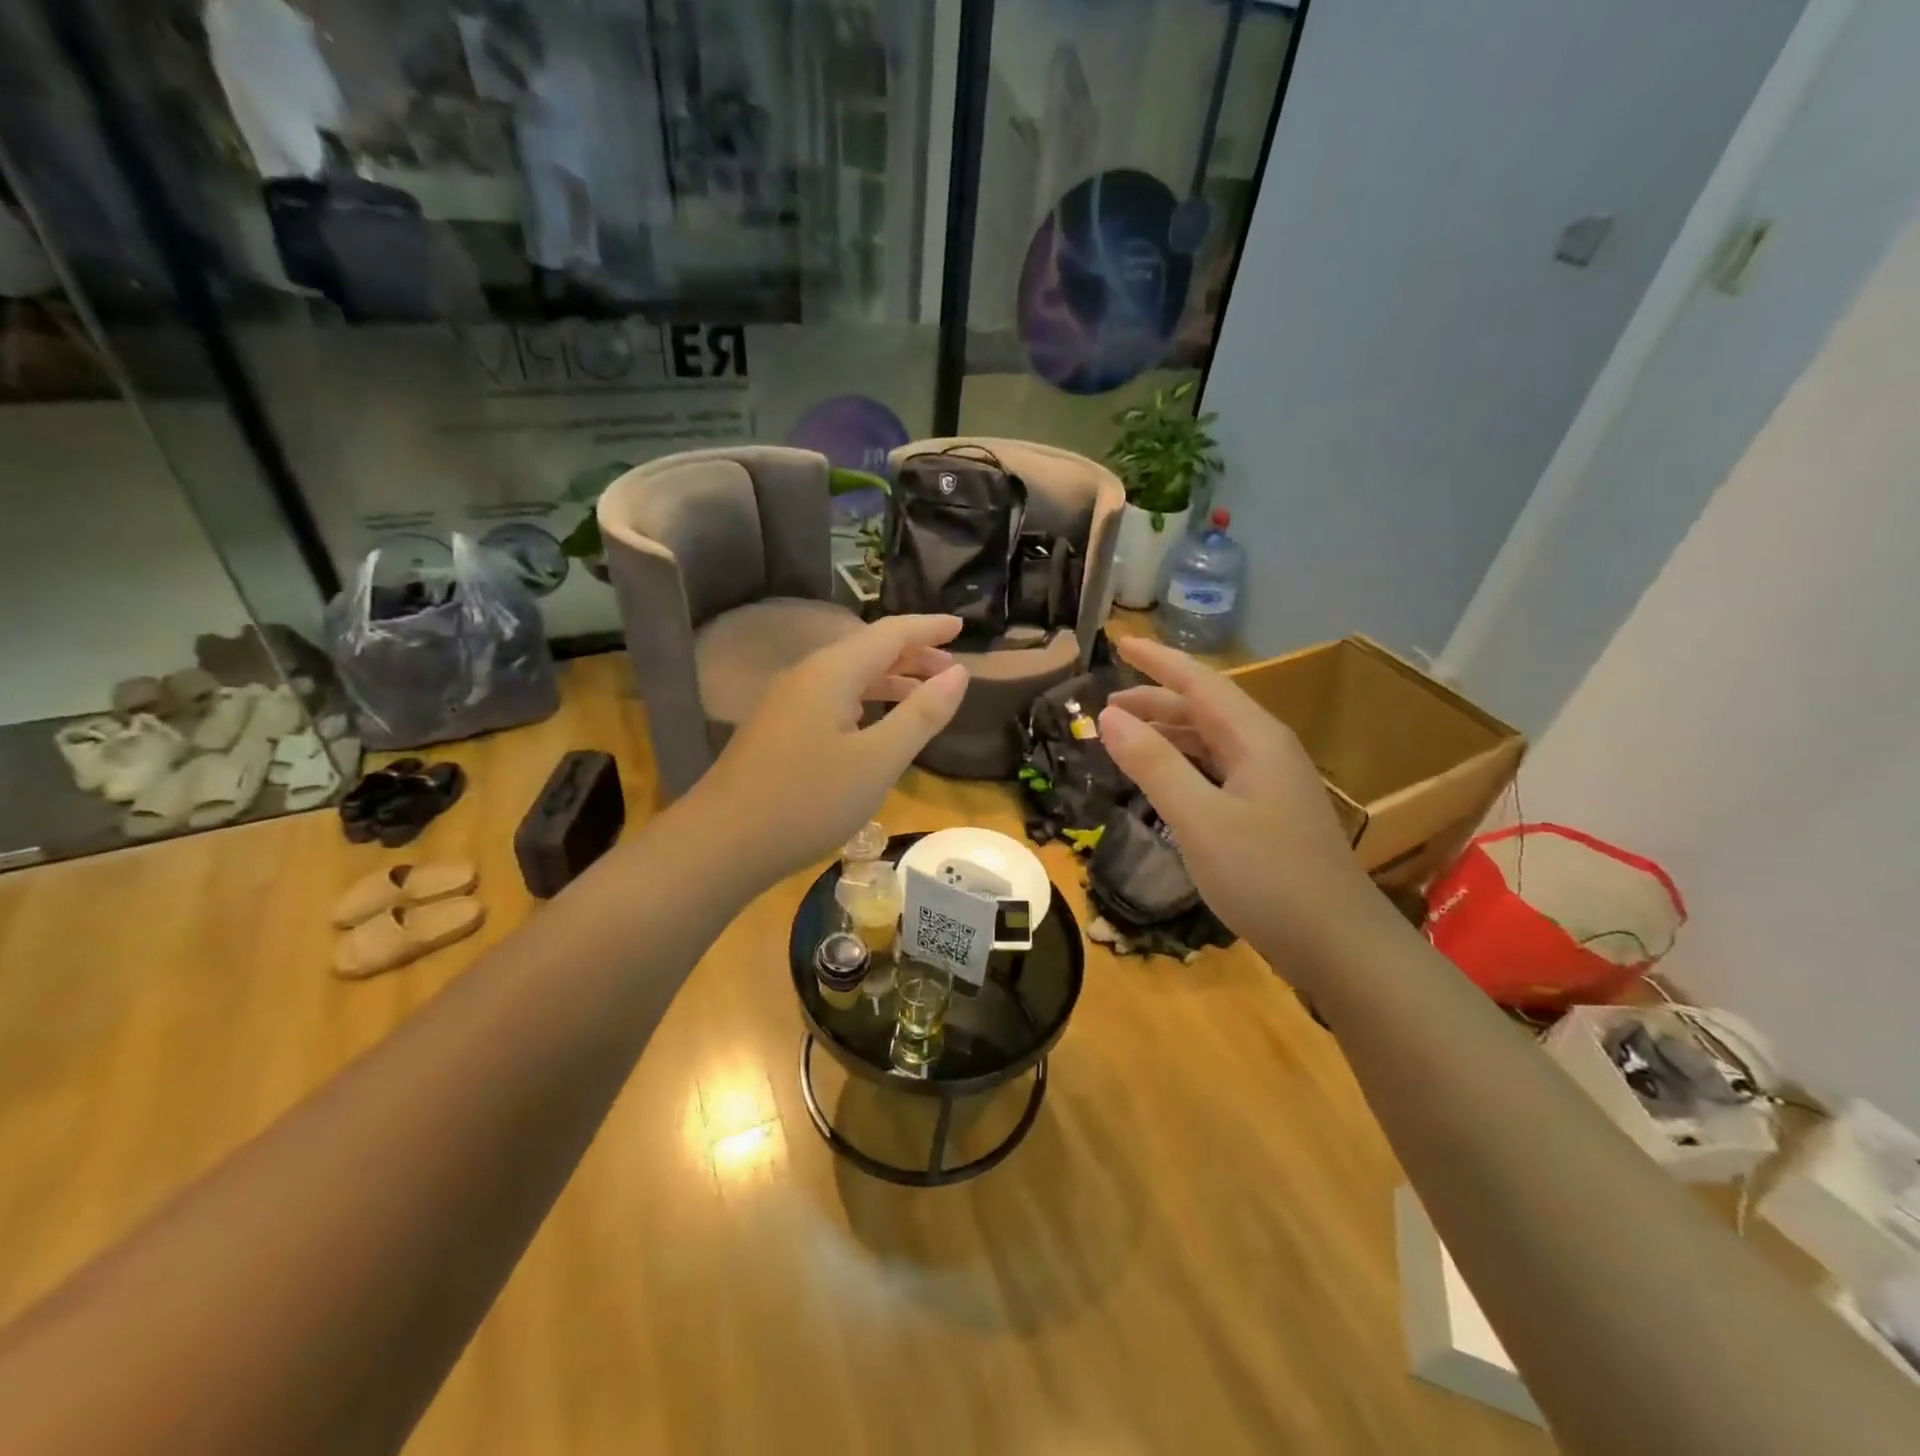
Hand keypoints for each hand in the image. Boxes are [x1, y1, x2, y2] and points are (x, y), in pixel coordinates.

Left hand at [689, 615, 968, 883]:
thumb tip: (958, 672)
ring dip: (890, 680)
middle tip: (951, 670)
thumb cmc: (808, 800)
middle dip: (913, 655)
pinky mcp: (778, 729)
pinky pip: (832, 699)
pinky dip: (866, 701)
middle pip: (868, 650)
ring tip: (924, 695)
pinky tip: (875, 724)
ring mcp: (787, 703)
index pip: (891, 633)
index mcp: (833, 672)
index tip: (962, 626)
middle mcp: (807, 675)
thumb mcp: (878, 760)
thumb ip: (921, 714)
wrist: (722, 842)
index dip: (929, 627)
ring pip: (849, 677)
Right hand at [1099, 637, 1383, 983]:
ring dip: (1168, 734)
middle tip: (1106, 706)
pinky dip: (1184, 765)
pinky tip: (1165, 781)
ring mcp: (1272, 783)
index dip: (1157, 661)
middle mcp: (1267, 750)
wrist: (1340, 947)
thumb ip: (1153, 764)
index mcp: (1255, 738)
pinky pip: (1219, 770)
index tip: (1119, 642)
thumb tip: (1108, 715)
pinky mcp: (1270, 813)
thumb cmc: (1266, 877)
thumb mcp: (1199, 819)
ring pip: (1212, 741)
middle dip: (1155, 701)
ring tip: (1125, 740)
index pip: (1200, 682)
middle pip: (1205, 709)